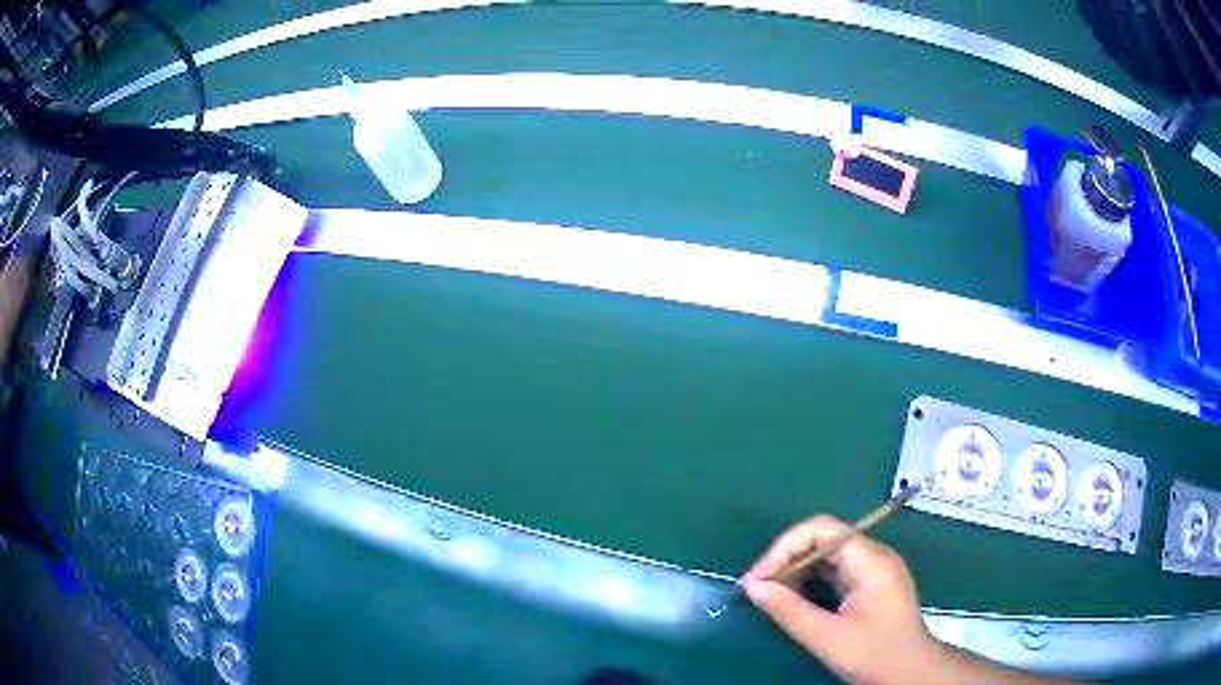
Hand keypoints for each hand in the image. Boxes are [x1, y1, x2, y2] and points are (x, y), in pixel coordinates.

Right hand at [740, 515, 938, 684]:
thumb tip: (752, 587)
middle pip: (823, 539)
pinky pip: (834, 571)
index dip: (784, 547)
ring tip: (771, 596)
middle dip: (786, 560)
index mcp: (870, 561)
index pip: (821, 529)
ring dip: (796, 572)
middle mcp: (873, 556)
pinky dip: (810, 582)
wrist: (912, 673)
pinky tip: (794, 601)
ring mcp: (873, 570)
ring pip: (826, 556)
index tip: (759, 579)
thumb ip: (789, 610)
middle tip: (758, 589)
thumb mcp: (828, 638)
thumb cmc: (875, 655)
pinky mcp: (870, 585)